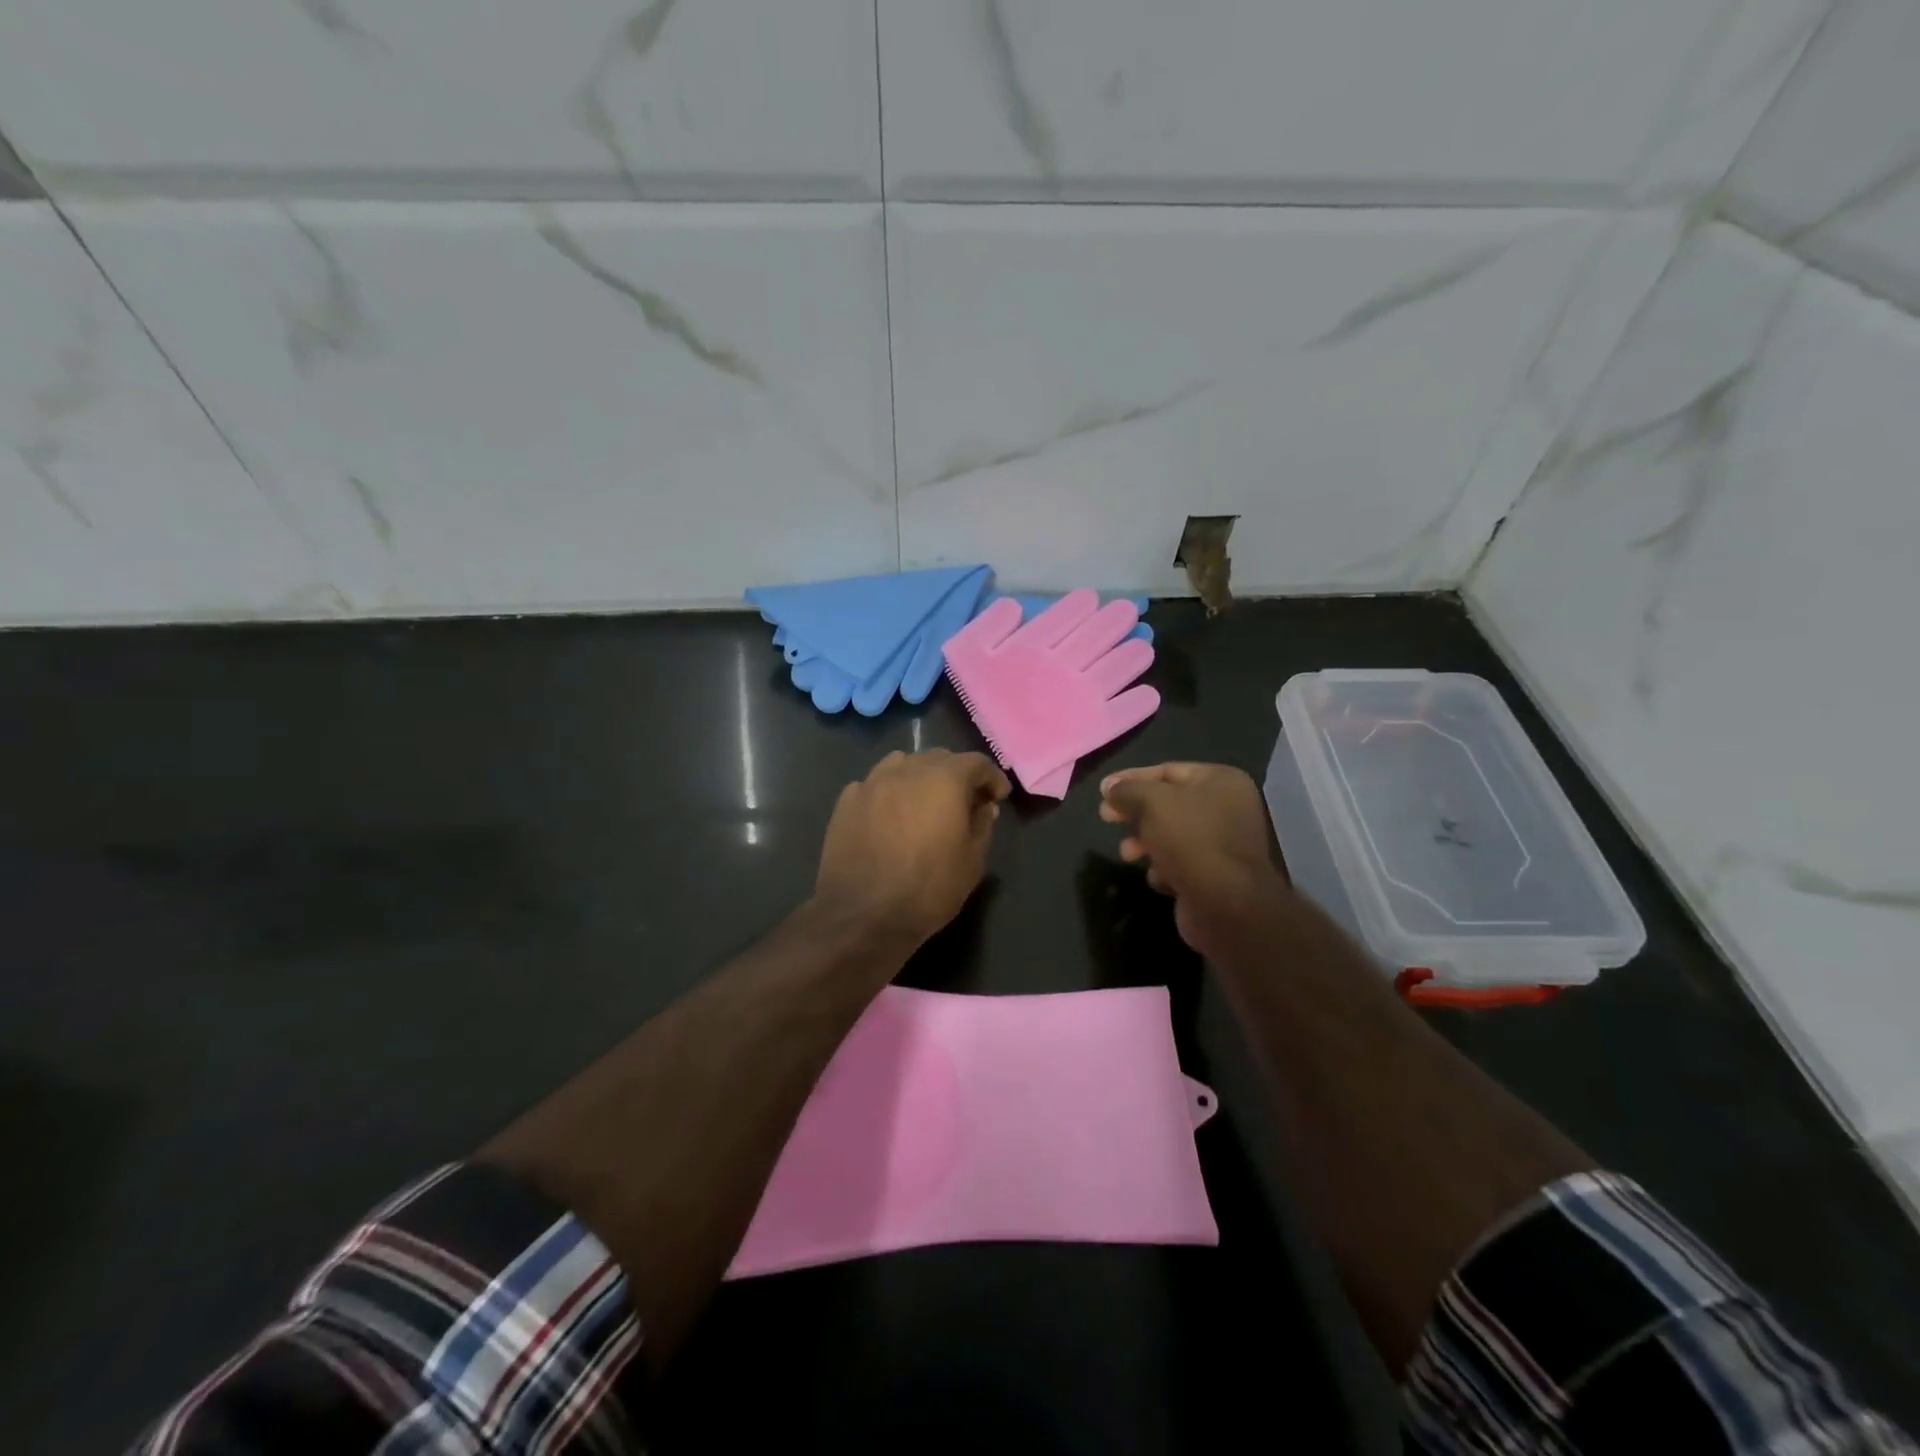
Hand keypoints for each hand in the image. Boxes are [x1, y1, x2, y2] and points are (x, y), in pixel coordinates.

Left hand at [814, 749, 1011, 946]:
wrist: (863, 916)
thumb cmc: (928, 890)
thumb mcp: (972, 862)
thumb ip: (982, 825)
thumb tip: (983, 807)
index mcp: (944, 780)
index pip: (976, 762)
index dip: (991, 778)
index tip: (997, 797)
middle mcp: (907, 770)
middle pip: (937, 758)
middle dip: (956, 774)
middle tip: (963, 801)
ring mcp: (872, 783)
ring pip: (902, 764)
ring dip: (919, 777)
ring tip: (923, 802)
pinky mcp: (846, 802)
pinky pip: (874, 784)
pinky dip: (889, 792)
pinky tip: (890, 816)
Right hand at [1099, 763, 1288, 956]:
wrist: (1227, 905)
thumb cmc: (1191, 840)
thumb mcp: (1152, 803)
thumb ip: (1128, 790)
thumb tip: (1110, 787)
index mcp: (1221, 781)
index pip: (1168, 770)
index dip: (1131, 778)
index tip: (1103, 791)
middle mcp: (1227, 808)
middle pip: (1168, 803)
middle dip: (1135, 813)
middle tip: (1105, 818)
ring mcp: (1222, 844)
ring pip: (1170, 835)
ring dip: (1144, 842)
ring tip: (1128, 854)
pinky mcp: (1215, 875)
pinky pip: (1181, 863)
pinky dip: (1164, 868)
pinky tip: (1158, 877)